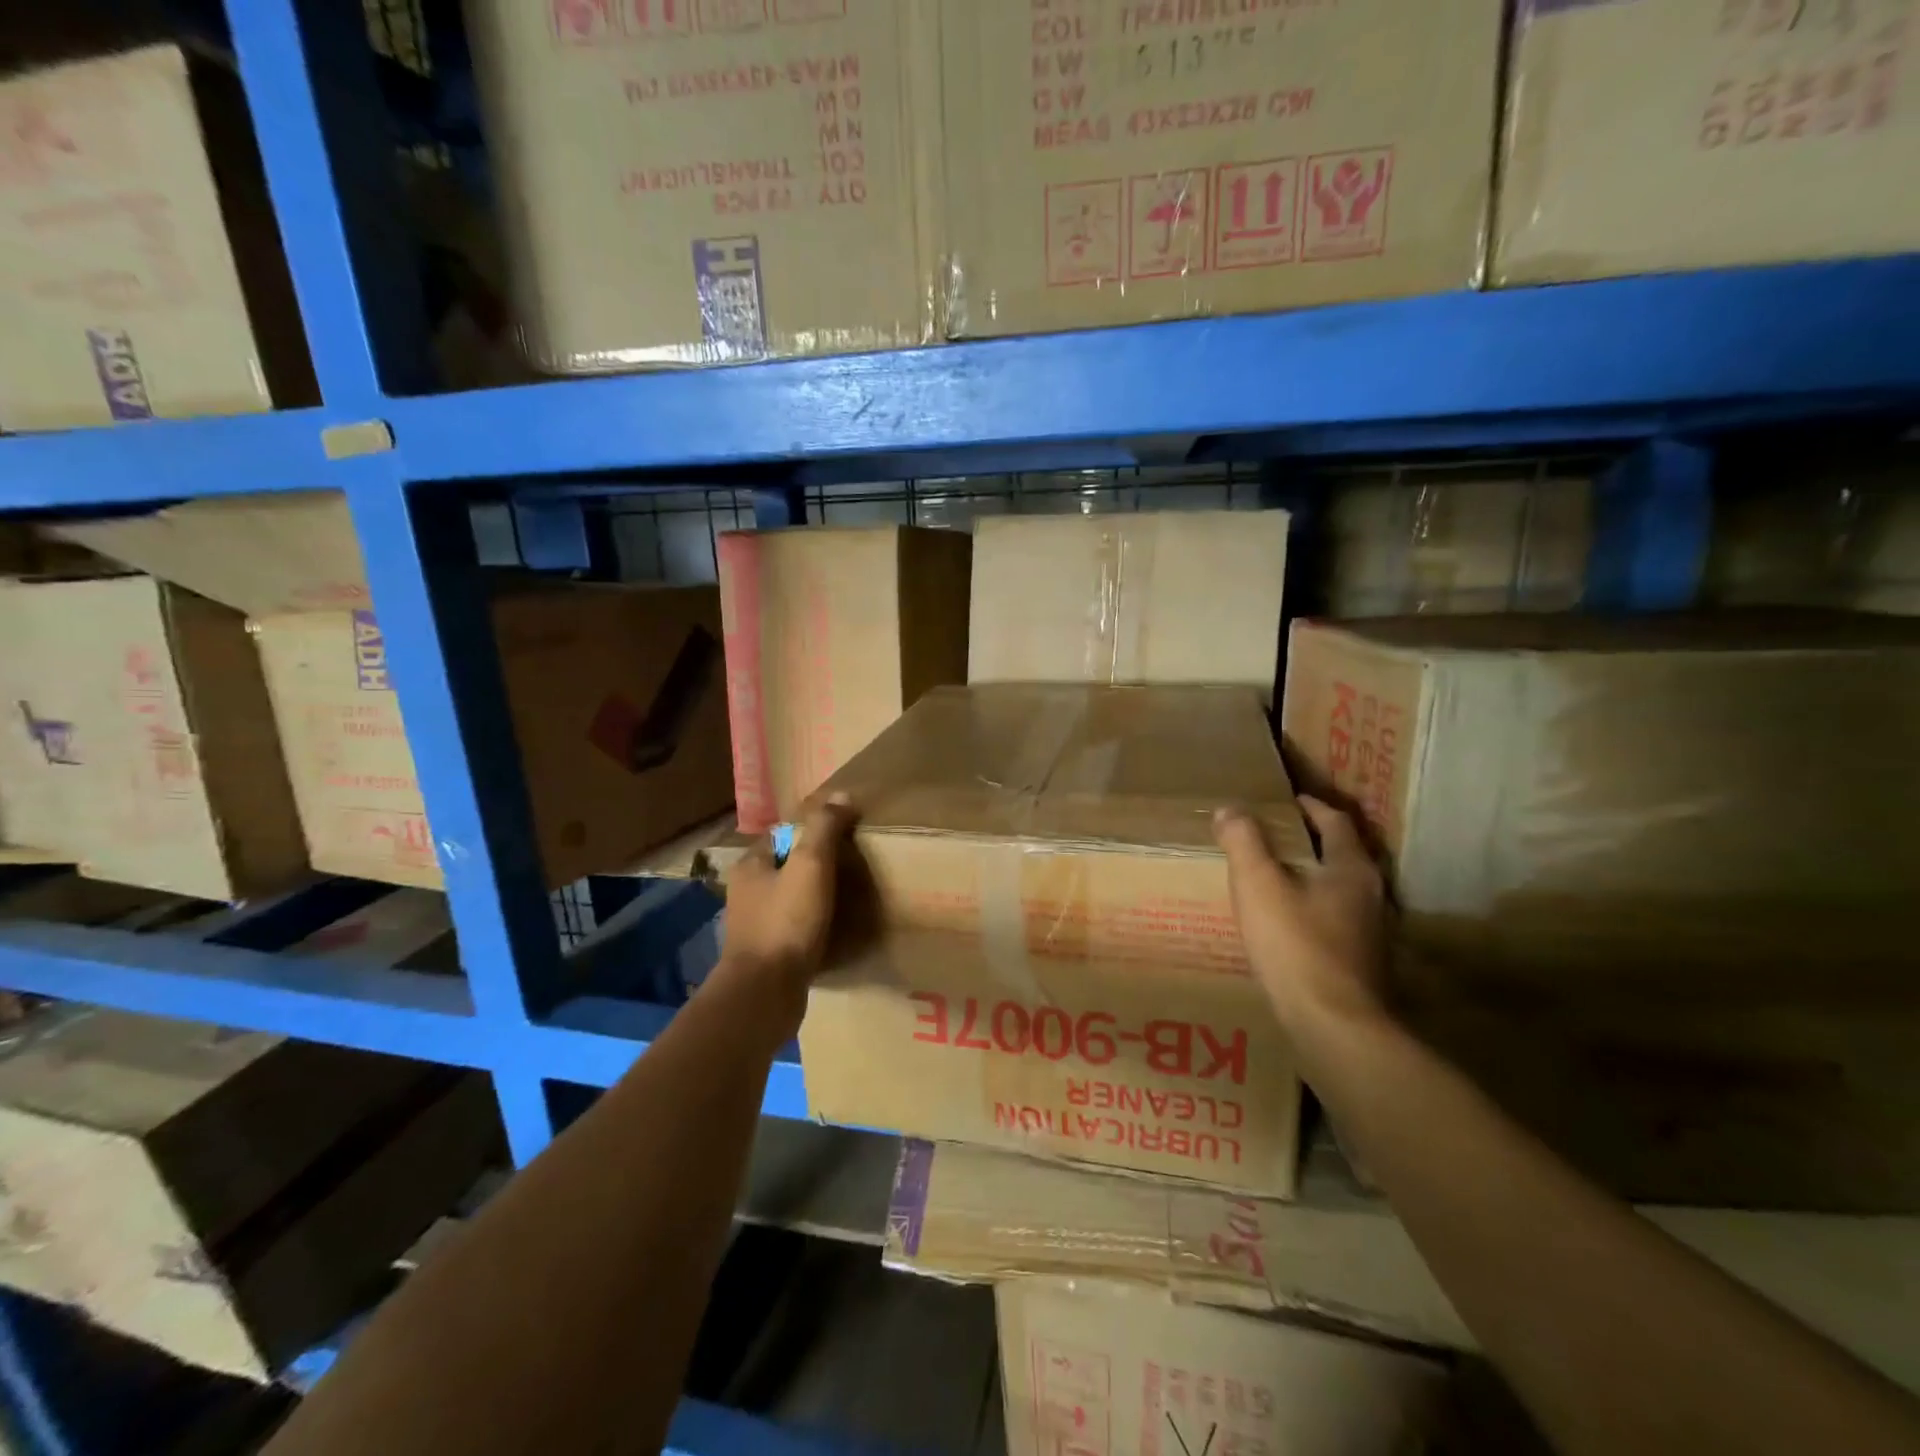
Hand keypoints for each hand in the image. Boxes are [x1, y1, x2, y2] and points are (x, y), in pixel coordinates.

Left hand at [719, 794, 856, 1012]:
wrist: (764, 994)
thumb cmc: (786, 922)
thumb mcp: (811, 865)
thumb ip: (825, 828)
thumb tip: (843, 796)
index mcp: (750, 865)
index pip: (784, 834)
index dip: (814, 830)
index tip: (846, 837)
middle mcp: (746, 892)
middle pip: (787, 866)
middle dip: (816, 865)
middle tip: (853, 868)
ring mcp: (755, 925)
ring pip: (790, 898)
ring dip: (815, 897)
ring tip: (849, 899)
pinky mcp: (767, 954)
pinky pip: (794, 929)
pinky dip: (813, 925)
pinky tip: (834, 931)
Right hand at [1214, 798, 1388, 1040]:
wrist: (1334, 1026)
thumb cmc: (1296, 945)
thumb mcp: (1258, 885)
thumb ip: (1243, 842)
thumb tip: (1229, 809)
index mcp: (1351, 868)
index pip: (1334, 821)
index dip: (1308, 806)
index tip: (1282, 801)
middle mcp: (1370, 894)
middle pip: (1340, 854)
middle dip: (1307, 841)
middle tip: (1269, 836)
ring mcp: (1370, 931)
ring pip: (1338, 889)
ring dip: (1309, 876)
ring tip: (1272, 877)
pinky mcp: (1360, 962)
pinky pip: (1334, 919)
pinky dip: (1310, 909)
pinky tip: (1285, 924)